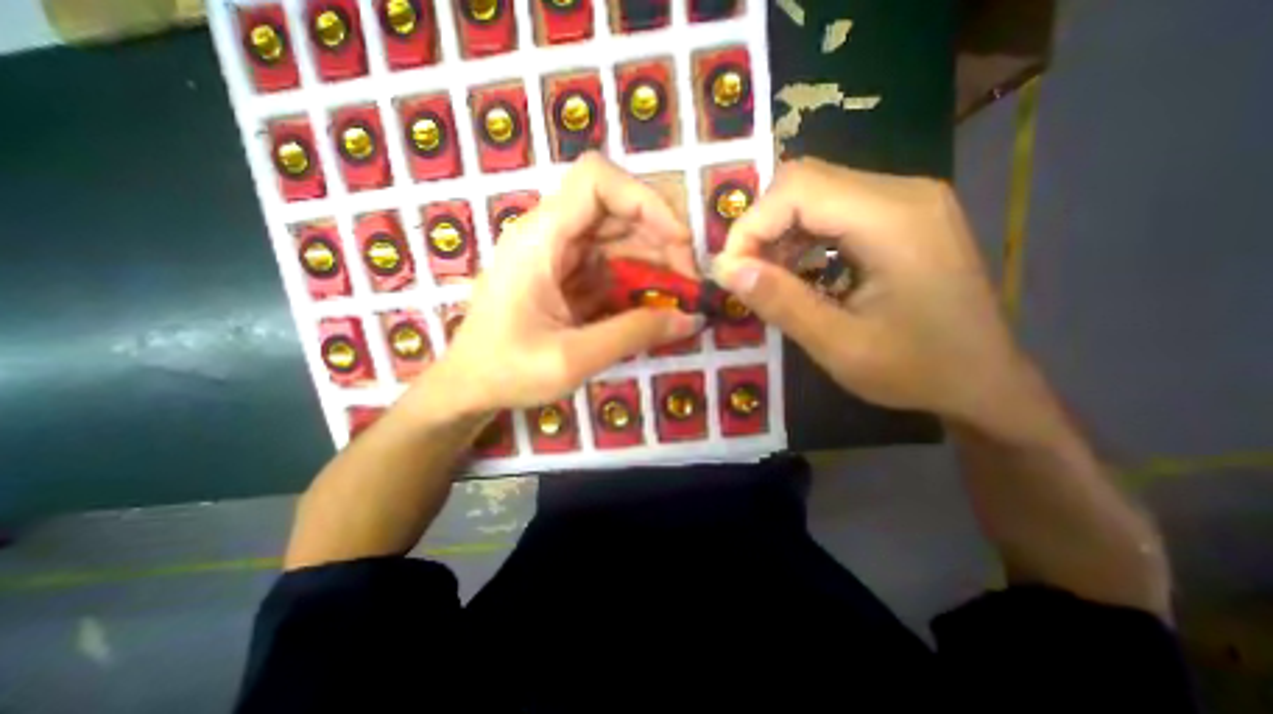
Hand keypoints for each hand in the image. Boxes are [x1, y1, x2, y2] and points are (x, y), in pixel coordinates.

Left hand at [433, 152, 700, 416]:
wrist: (469, 386)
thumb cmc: (506, 371)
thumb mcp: (572, 359)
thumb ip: (633, 335)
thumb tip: (691, 319)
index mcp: (540, 239)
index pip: (596, 180)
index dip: (645, 200)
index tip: (678, 243)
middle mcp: (550, 235)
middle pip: (617, 209)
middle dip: (662, 240)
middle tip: (687, 286)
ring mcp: (559, 255)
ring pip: (620, 238)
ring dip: (655, 264)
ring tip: (677, 301)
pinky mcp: (568, 276)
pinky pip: (613, 266)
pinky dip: (639, 282)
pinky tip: (654, 308)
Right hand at [715, 159, 1031, 430]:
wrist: (983, 381)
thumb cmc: (916, 369)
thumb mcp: (839, 346)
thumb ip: (780, 303)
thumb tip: (726, 270)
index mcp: (894, 219)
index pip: (798, 188)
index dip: (751, 225)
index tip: (730, 272)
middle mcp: (902, 193)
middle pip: (804, 181)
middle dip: (760, 226)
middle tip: (744, 275)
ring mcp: (905, 201)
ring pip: (815, 192)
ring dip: (778, 232)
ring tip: (767, 277)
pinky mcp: (901, 216)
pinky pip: (833, 209)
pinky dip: (800, 236)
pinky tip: (797, 271)